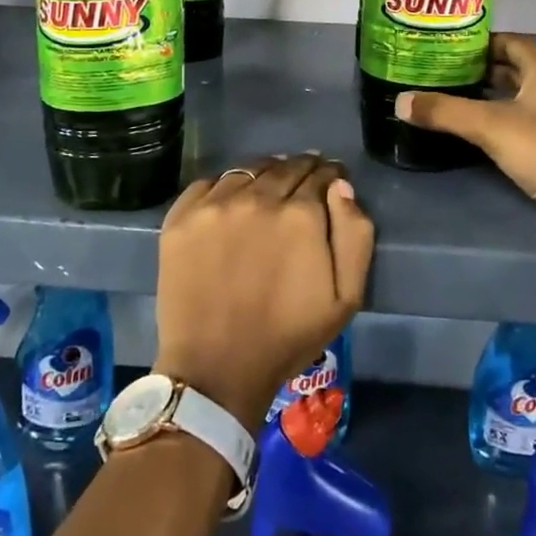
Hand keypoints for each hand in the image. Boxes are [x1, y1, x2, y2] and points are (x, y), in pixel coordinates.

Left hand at [153, 154, 374, 432]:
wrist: (216, 369)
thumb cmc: (288, 337)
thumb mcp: (346, 298)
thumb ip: (355, 235)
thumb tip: (341, 187)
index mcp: (300, 214)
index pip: (320, 174)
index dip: (329, 175)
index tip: (330, 180)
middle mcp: (257, 198)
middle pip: (284, 167)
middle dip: (300, 169)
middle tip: (303, 181)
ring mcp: (214, 205)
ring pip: (247, 170)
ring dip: (264, 174)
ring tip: (267, 188)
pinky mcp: (181, 218)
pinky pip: (208, 184)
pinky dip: (224, 187)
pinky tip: (230, 202)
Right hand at [394, 34, 535, 227]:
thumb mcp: (488, 125)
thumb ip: (444, 111)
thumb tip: (399, 102)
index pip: (510, 42)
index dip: (481, 42)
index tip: (450, 46)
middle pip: (516, 68)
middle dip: (483, 69)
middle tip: (447, 71)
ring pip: (522, 94)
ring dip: (494, 94)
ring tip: (457, 96)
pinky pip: (529, 118)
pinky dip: (506, 116)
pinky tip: (482, 127)